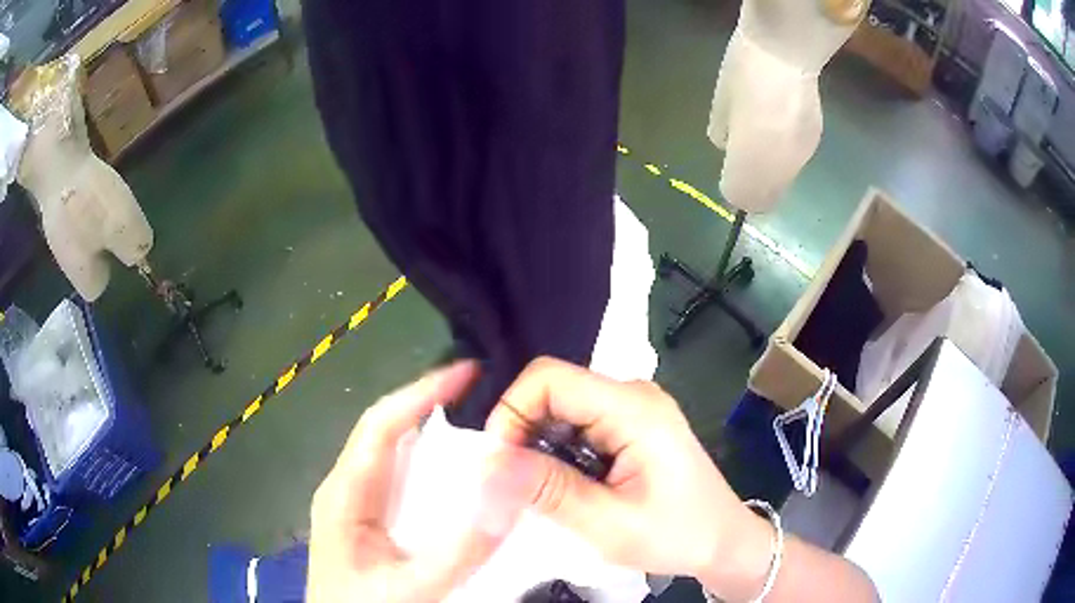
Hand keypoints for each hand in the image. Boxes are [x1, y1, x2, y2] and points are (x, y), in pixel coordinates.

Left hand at [307, 361, 530, 602]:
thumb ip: (464, 546)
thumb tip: (506, 487)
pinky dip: (420, 450)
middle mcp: (344, 485)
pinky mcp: (360, 514)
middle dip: (426, 398)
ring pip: (386, 446)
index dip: (422, 391)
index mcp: (346, 492)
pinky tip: (444, 456)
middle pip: (382, 426)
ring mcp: (350, 499)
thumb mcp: (417, 584)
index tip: (466, 371)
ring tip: (467, 407)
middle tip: (476, 385)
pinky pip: (391, 469)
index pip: (381, 424)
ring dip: (423, 419)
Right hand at [484, 357, 775, 600]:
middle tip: (514, 486)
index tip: (498, 463)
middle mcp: (632, 395)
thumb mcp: (609, 524)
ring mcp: (633, 408)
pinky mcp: (631, 425)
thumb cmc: (678, 535)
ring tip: (539, 491)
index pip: (550, 378)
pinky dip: (559, 451)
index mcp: (634, 408)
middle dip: (523, 434)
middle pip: (554, 391)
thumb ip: (548, 490)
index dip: (512, 411)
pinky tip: (565, 485)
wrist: (724, 542)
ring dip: (540, 446)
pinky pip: (578, 424)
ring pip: (562, 409)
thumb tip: (486, 462)